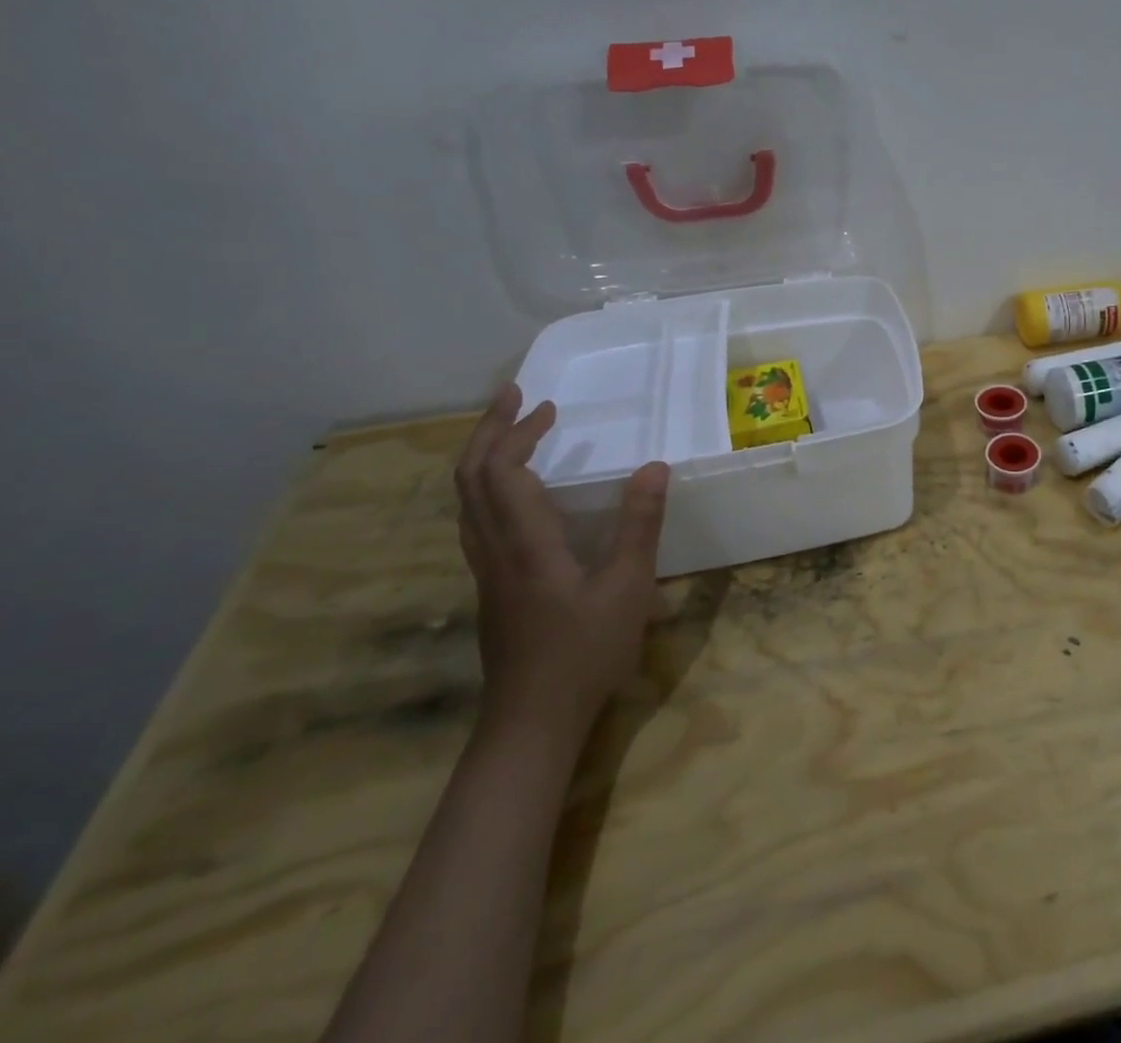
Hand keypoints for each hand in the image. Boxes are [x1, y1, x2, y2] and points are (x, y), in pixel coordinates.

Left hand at [454, 385, 668, 743]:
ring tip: (512, 433)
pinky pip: (476, 520)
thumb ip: (640, 525)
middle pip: (470, 479)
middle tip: (515, 398)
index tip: (544, 405)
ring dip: (484, 457)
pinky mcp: (492, 588)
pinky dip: (488, 487)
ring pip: (466, 501)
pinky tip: (516, 493)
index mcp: (525, 544)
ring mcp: (486, 571)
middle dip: (488, 431)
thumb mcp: (628, 587)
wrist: (532, 723)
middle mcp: (494, 550)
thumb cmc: (585, 653)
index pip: (501, 472)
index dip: (516, 433)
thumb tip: (655, 466)